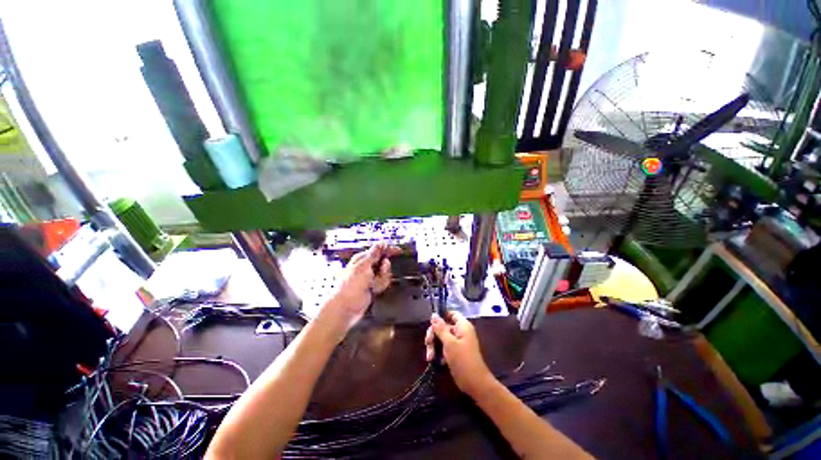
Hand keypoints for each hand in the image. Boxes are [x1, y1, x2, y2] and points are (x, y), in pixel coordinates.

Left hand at [317, 243, 395, 339]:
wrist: (346, 308)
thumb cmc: (351, 286)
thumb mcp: (363, 267)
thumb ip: (373, 254)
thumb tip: (380, 243)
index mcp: (362, 259)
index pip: (378, 250)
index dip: (388, 250)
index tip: (398, 251)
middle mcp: (366, 267)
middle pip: (384, 263)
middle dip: (385, 269)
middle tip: (381, 272)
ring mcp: (370, 277)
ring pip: (385, 274)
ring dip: (382, 279)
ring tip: (374, 284)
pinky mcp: (373, 286)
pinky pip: (383, 283)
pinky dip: (381, 286)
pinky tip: (374, 290)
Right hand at [425, 311, 493, 396]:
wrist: (475, 384)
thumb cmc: (463, 360)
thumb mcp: (449, 343)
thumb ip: (440, 328)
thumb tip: (433, 314)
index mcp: (462, 326)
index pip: (451, 313)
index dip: (441, 316)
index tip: (431, 323)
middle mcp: (461, 331)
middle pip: (443, 326)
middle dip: (434, 335)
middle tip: (427, 343)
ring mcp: (459, 342)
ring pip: (442, 338)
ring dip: (435, 346)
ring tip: (430, 357)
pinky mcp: (456, 353)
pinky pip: (445, 347)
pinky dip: (439, 353)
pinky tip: (436, 361)